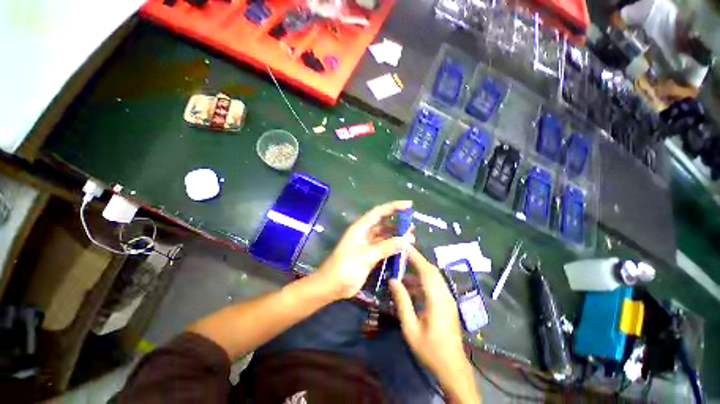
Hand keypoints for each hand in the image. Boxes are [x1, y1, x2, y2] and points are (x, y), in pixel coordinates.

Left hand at [316, 200, 413, 299]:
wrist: (332, 286)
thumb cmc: (345, 267)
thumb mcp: (366, 256)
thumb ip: (386, 247)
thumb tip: (406, 240)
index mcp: (360, 228)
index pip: (379, 212)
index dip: (393, 206)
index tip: (409, 204)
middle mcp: (365, 233)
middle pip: (383, 223)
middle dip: (398, 222)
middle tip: (412, 226)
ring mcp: (368, 244)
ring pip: (385, 236)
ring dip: (397, 236)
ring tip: (412, 239)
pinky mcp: (370, 255)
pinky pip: (385, 248)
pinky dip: (394, 248)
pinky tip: (403, 250)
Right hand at [390, 246, 480, 403]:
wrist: (452, 367)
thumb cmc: (429, 349)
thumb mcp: (410, 327)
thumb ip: (402, 301)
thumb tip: (393, 280)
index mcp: (437, 300)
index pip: (426, 271)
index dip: (415, 256)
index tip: (404, 246)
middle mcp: (445, 295)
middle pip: (432, 270)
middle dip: (417, 260)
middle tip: (401, 255)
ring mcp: (448, 299)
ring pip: (434, 276)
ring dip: (419, 270)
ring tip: (403, 271)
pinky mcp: (448, 303)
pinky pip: (435, 285)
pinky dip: (423, 280)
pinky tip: (411, 286)